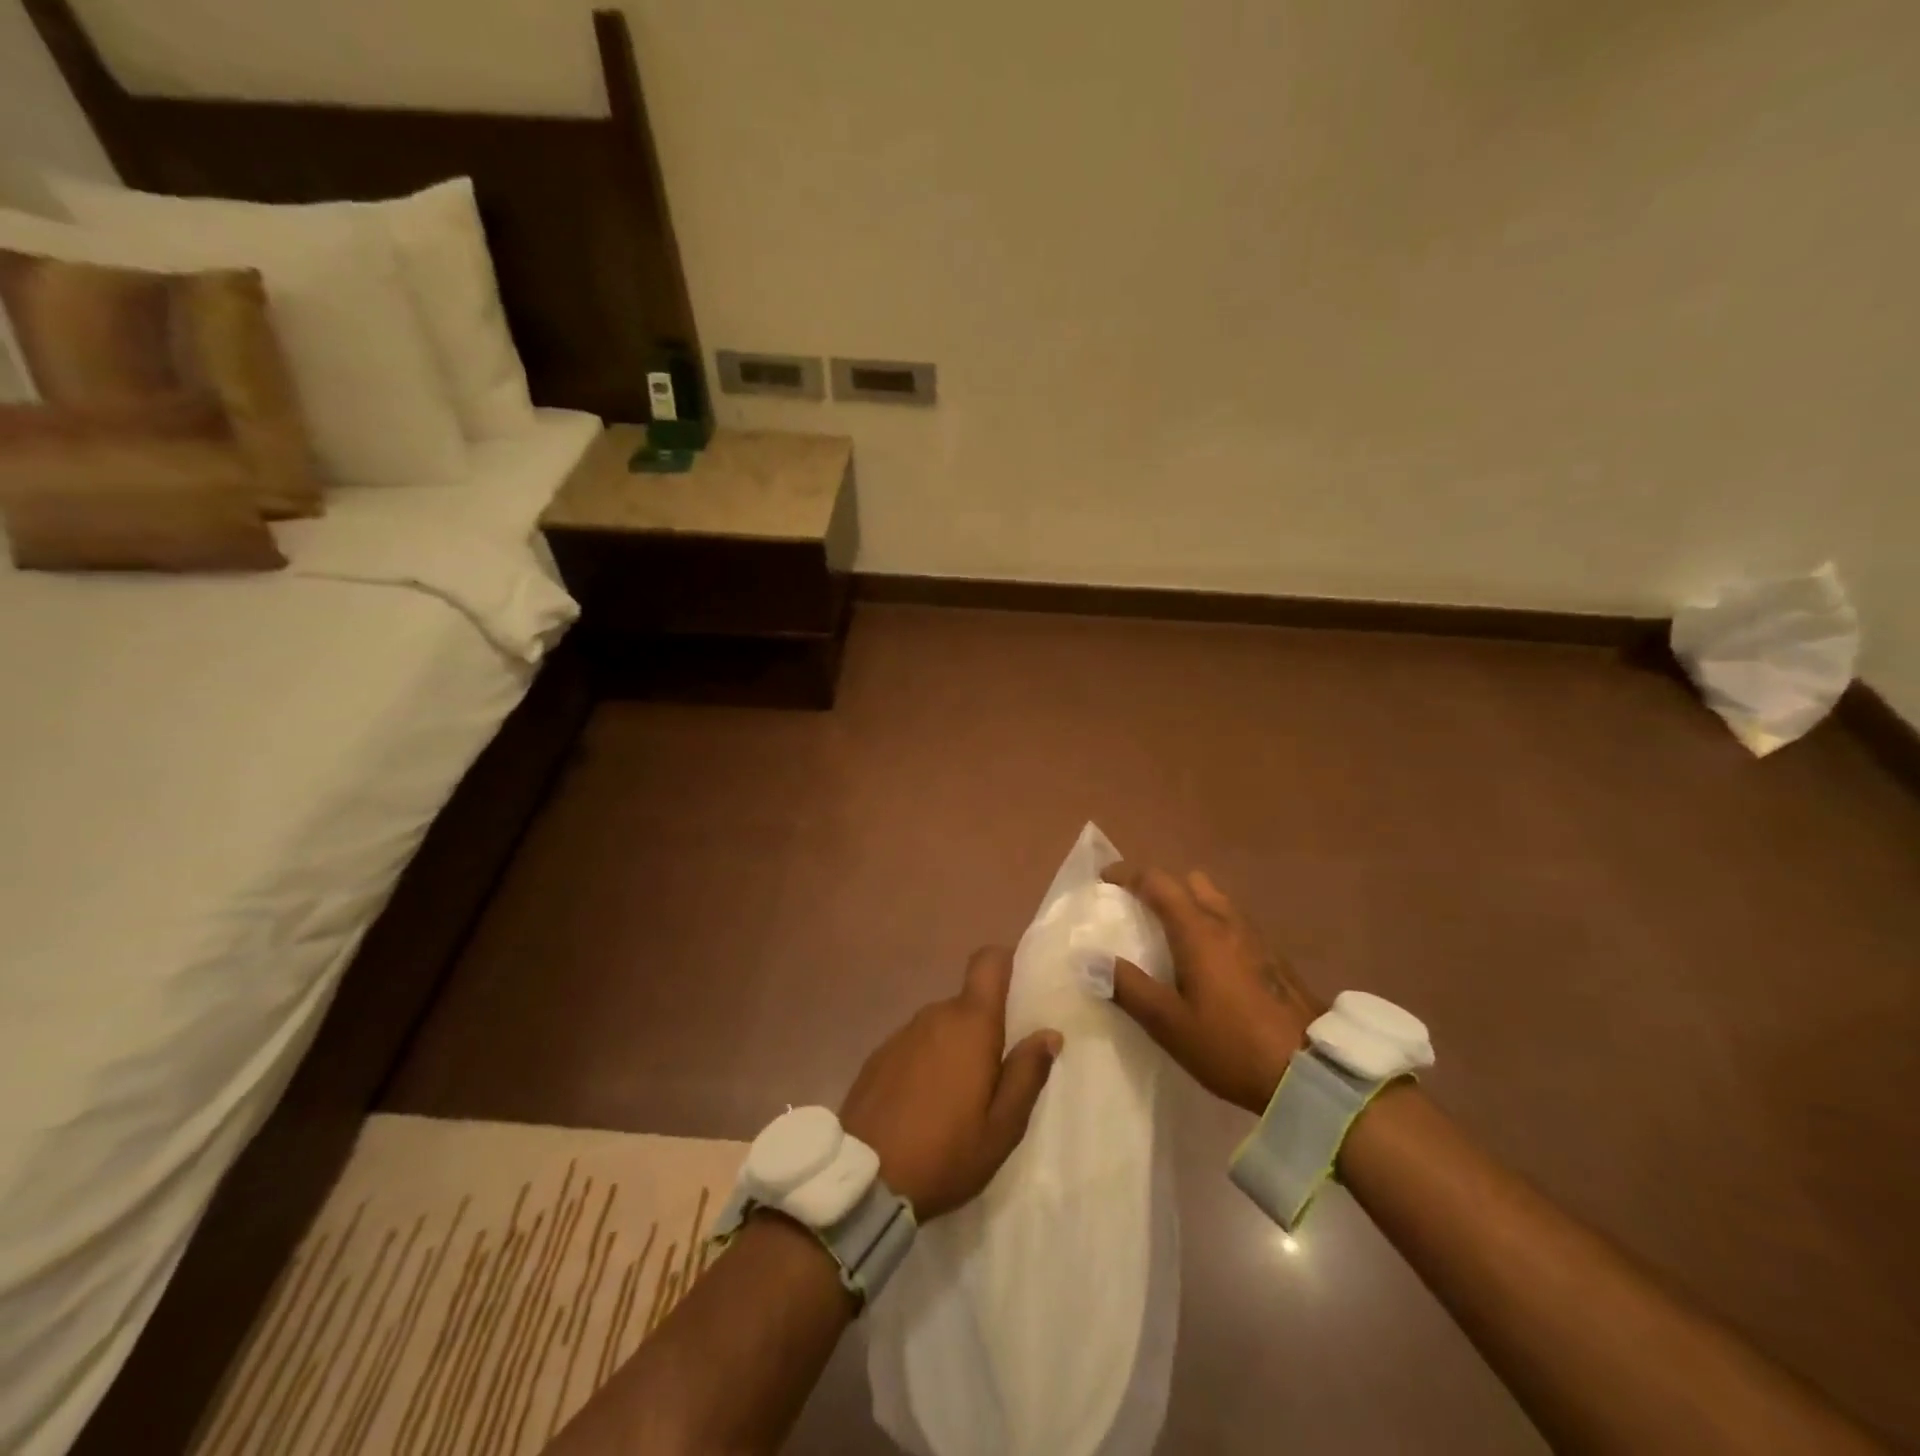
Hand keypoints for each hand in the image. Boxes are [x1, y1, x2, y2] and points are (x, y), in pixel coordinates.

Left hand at [840, 947, 1063, 1219]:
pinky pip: (916, 1045)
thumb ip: (1027, 1074)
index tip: (1022, 988)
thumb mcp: (1002, 1127)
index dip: (1006, 963)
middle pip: (968, 1002)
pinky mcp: (879, 1055)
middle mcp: (935, 1015)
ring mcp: (902, 1033)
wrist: (864, 1178)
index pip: (988, 962)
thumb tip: (1048, 1034)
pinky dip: (927, 1062)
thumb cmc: (946, 1152)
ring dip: (955, 1048)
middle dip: (986, 1027)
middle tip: (998, 1072)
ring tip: (960, 1098)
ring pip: (942, 1026)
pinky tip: (925, 1105)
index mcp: (970, 1023)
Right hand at [1102, 863, 1322, 1113]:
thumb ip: (1128, 987)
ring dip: (1190, 903)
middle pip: (1190, 882)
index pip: (1158, 882)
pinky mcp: (1274, 958)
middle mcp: (1228, 922)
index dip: (1127, 874)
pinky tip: (1210, 961)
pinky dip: (1213, 924)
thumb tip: (1088, 957)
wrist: (1313, 1073)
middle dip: (1162, 885)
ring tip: (1172, 934)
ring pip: (1217, 900)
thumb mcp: (1169, 1024)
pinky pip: (1235, 923)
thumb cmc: (1232, 1045)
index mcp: (1198, 930)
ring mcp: (1256, 938)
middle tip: (1139, 908)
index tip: (1104, 880)